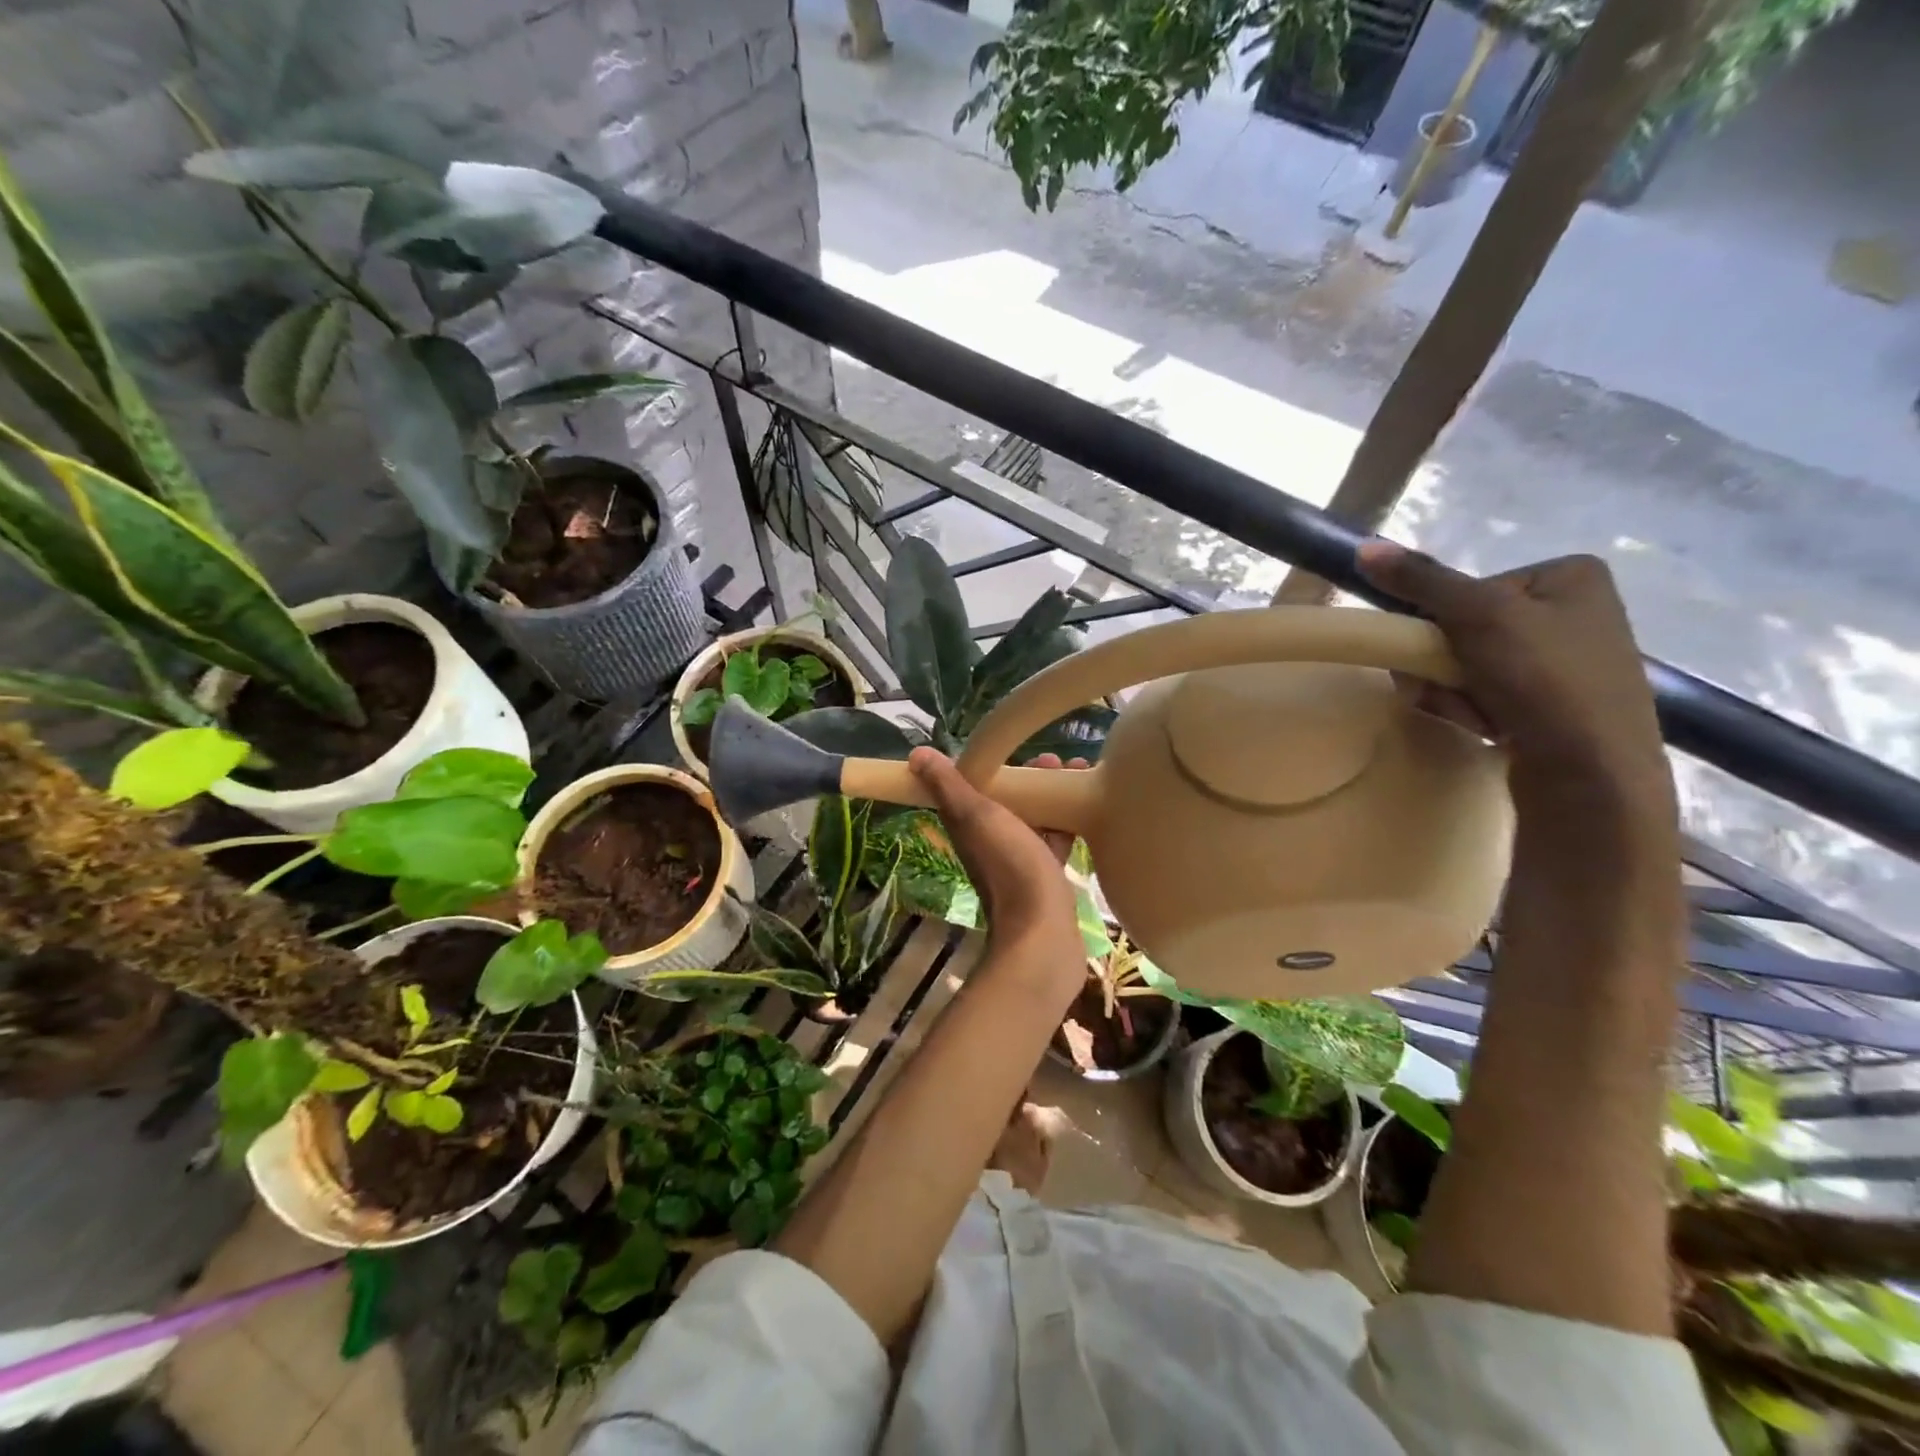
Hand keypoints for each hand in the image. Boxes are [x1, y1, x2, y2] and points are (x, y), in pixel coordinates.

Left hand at [908, 748, 1084, 975]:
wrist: (1042, 933)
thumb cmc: (1010, 867)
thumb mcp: (976, 817)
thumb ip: (949, 787)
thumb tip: (916, 755)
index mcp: (971, 827)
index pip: (976, 788)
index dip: (995, 766)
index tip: (1019, 748)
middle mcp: (992, 843)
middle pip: (1009, 802)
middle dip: (1030, 779)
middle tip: (1057, 761)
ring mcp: (1021, 861)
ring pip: (1035, 820)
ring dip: (1052, 797)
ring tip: (1077, 774)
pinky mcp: (1047, 877)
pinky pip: (1056, 842)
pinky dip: (1068, 823)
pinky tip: (1090, 810)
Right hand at [1356, 543, 1676, 832]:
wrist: (1593, 775)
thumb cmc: (1545, 681)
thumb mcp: (1478, 617)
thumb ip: (1421, 581)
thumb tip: (1364, 547)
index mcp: (1570, 577)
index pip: (1469, 588)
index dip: (1444, 622)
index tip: (1448, 650)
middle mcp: (1573, 612)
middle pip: (1465, 629)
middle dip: (1444, 665)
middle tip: (1448, 689)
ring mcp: (1566, 662)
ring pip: (1469, 666)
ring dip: (1451, 691)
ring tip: (1471, 715)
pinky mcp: (1555, 705)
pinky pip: (1487, 694)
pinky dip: (1472, 710)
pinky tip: (1485, 728)